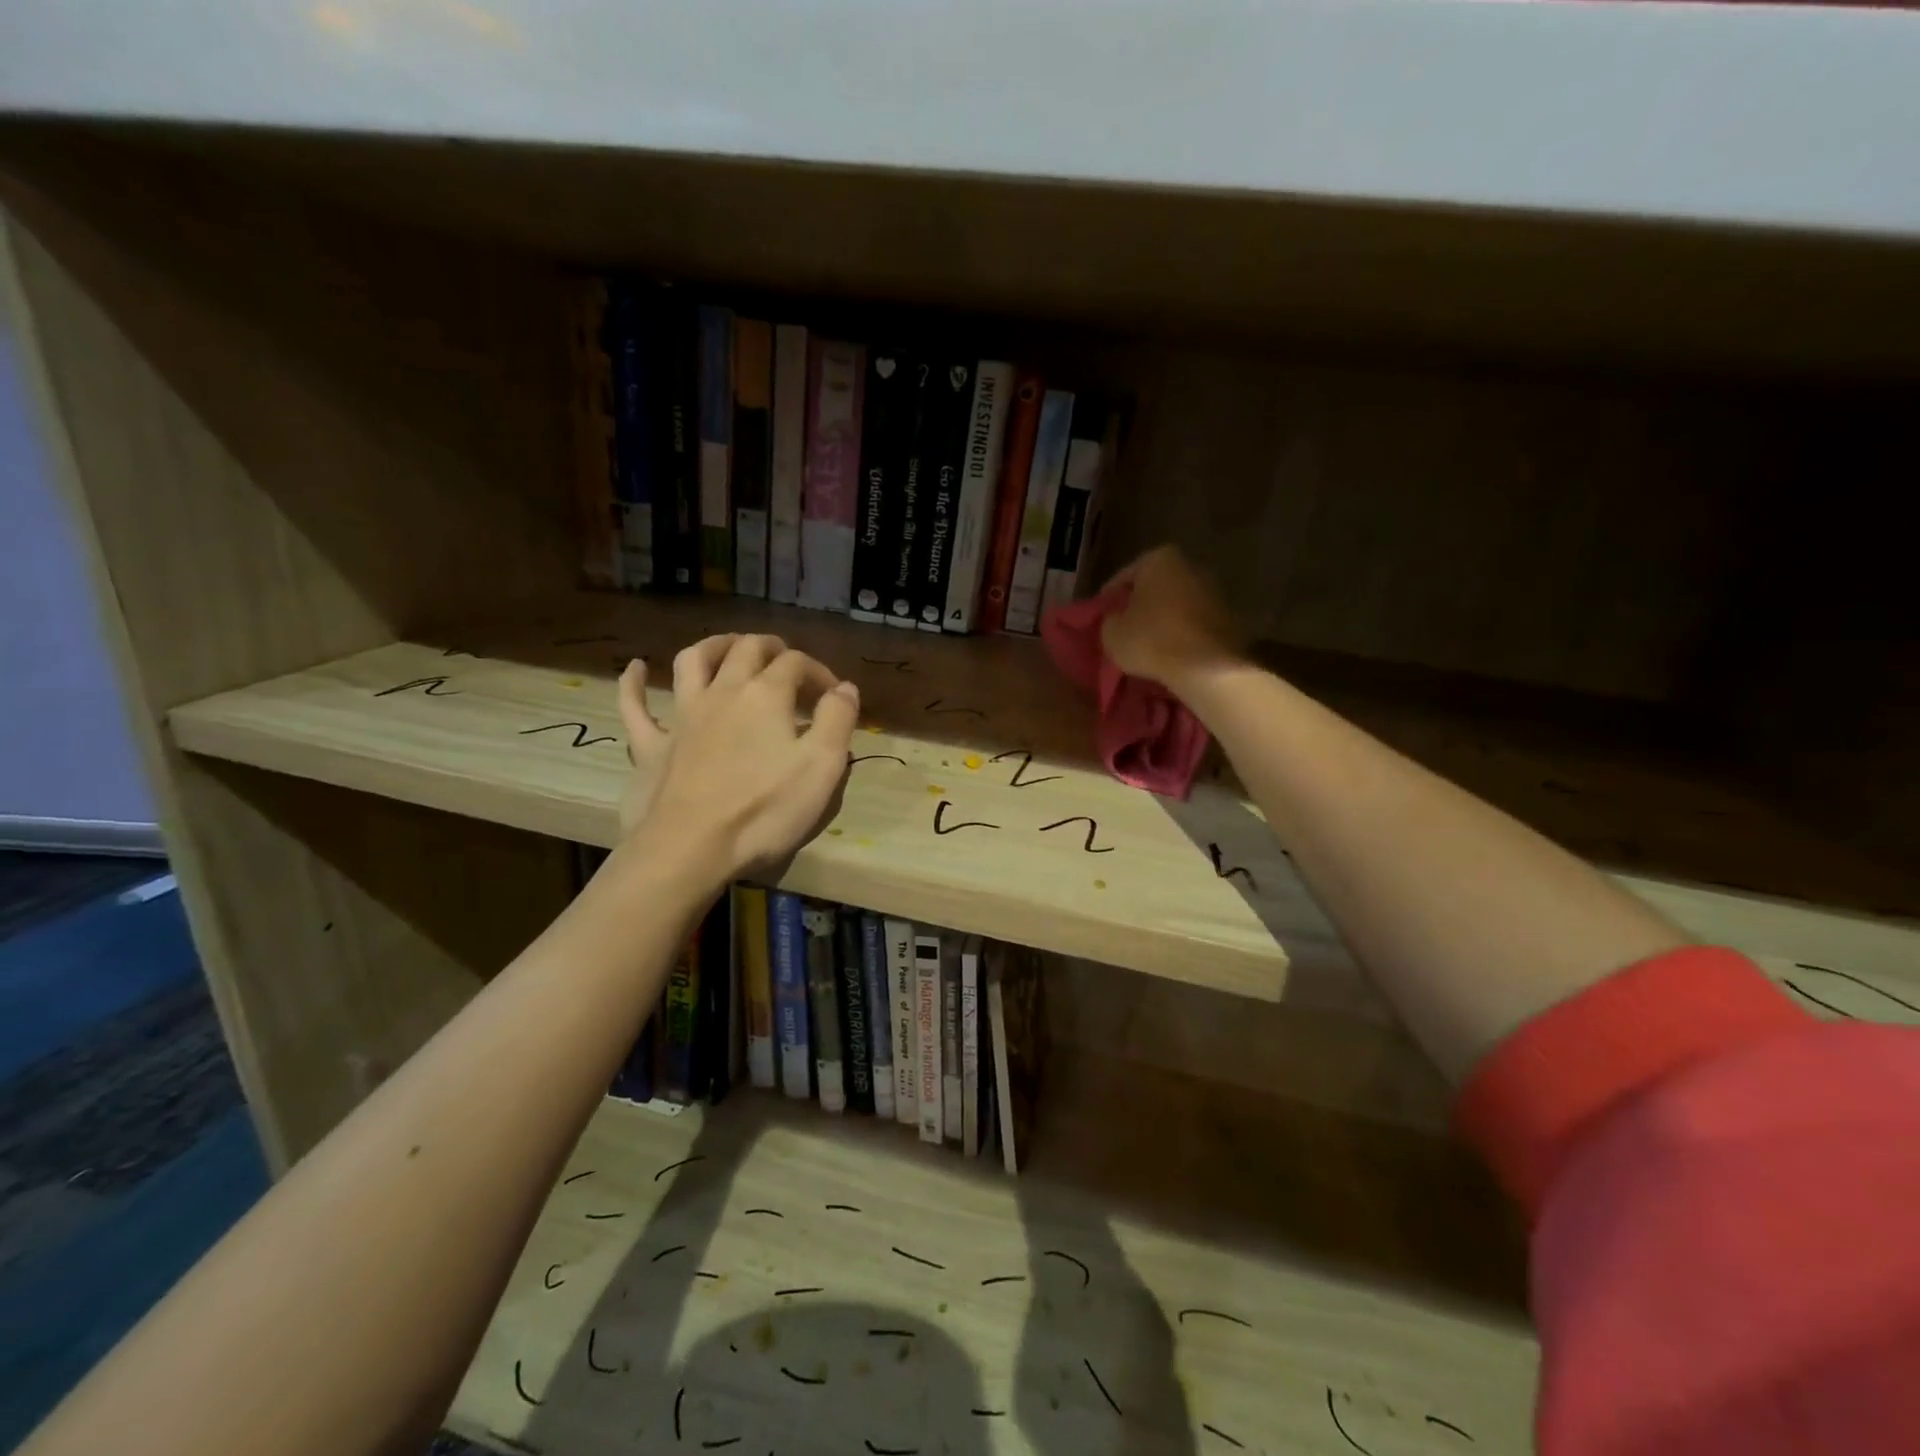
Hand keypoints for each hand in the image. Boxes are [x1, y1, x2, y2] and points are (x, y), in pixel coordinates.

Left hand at [616, 635, 860, 880]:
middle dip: (771, 648)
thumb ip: (838, 720)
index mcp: (766, 695)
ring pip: (692, 661)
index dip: (819, 671)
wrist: (690, 848)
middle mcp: (722, 692)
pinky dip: (634, 683)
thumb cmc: (764, 810)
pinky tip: (635, 668)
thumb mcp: (822, 767)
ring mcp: (681, 716)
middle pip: (746, 650)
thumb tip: (845, 688)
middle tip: (786, 660)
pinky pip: (635, 706)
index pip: (796, 664)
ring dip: (713, 646)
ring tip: (728, 647)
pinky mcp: (650, 745)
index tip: (834, 695)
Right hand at [1099, 546, 1244, 691]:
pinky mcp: (1230, 616)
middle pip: (1155, 586)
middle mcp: (1191, 565)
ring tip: (1149, 643)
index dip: (1109, 598)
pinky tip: (1172, 651)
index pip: (1124, 577)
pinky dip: (1183, 632)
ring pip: (1177, 604)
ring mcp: (1215, 590)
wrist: (1206, 667)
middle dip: (1141, 605)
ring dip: (1164, 619)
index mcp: (1160, 559)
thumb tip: (1118, 618)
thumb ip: (1111, 619)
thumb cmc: (1151, 640)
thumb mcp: (1111, 633)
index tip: (1102, 616)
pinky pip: (1195, 622)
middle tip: (1125, 627)